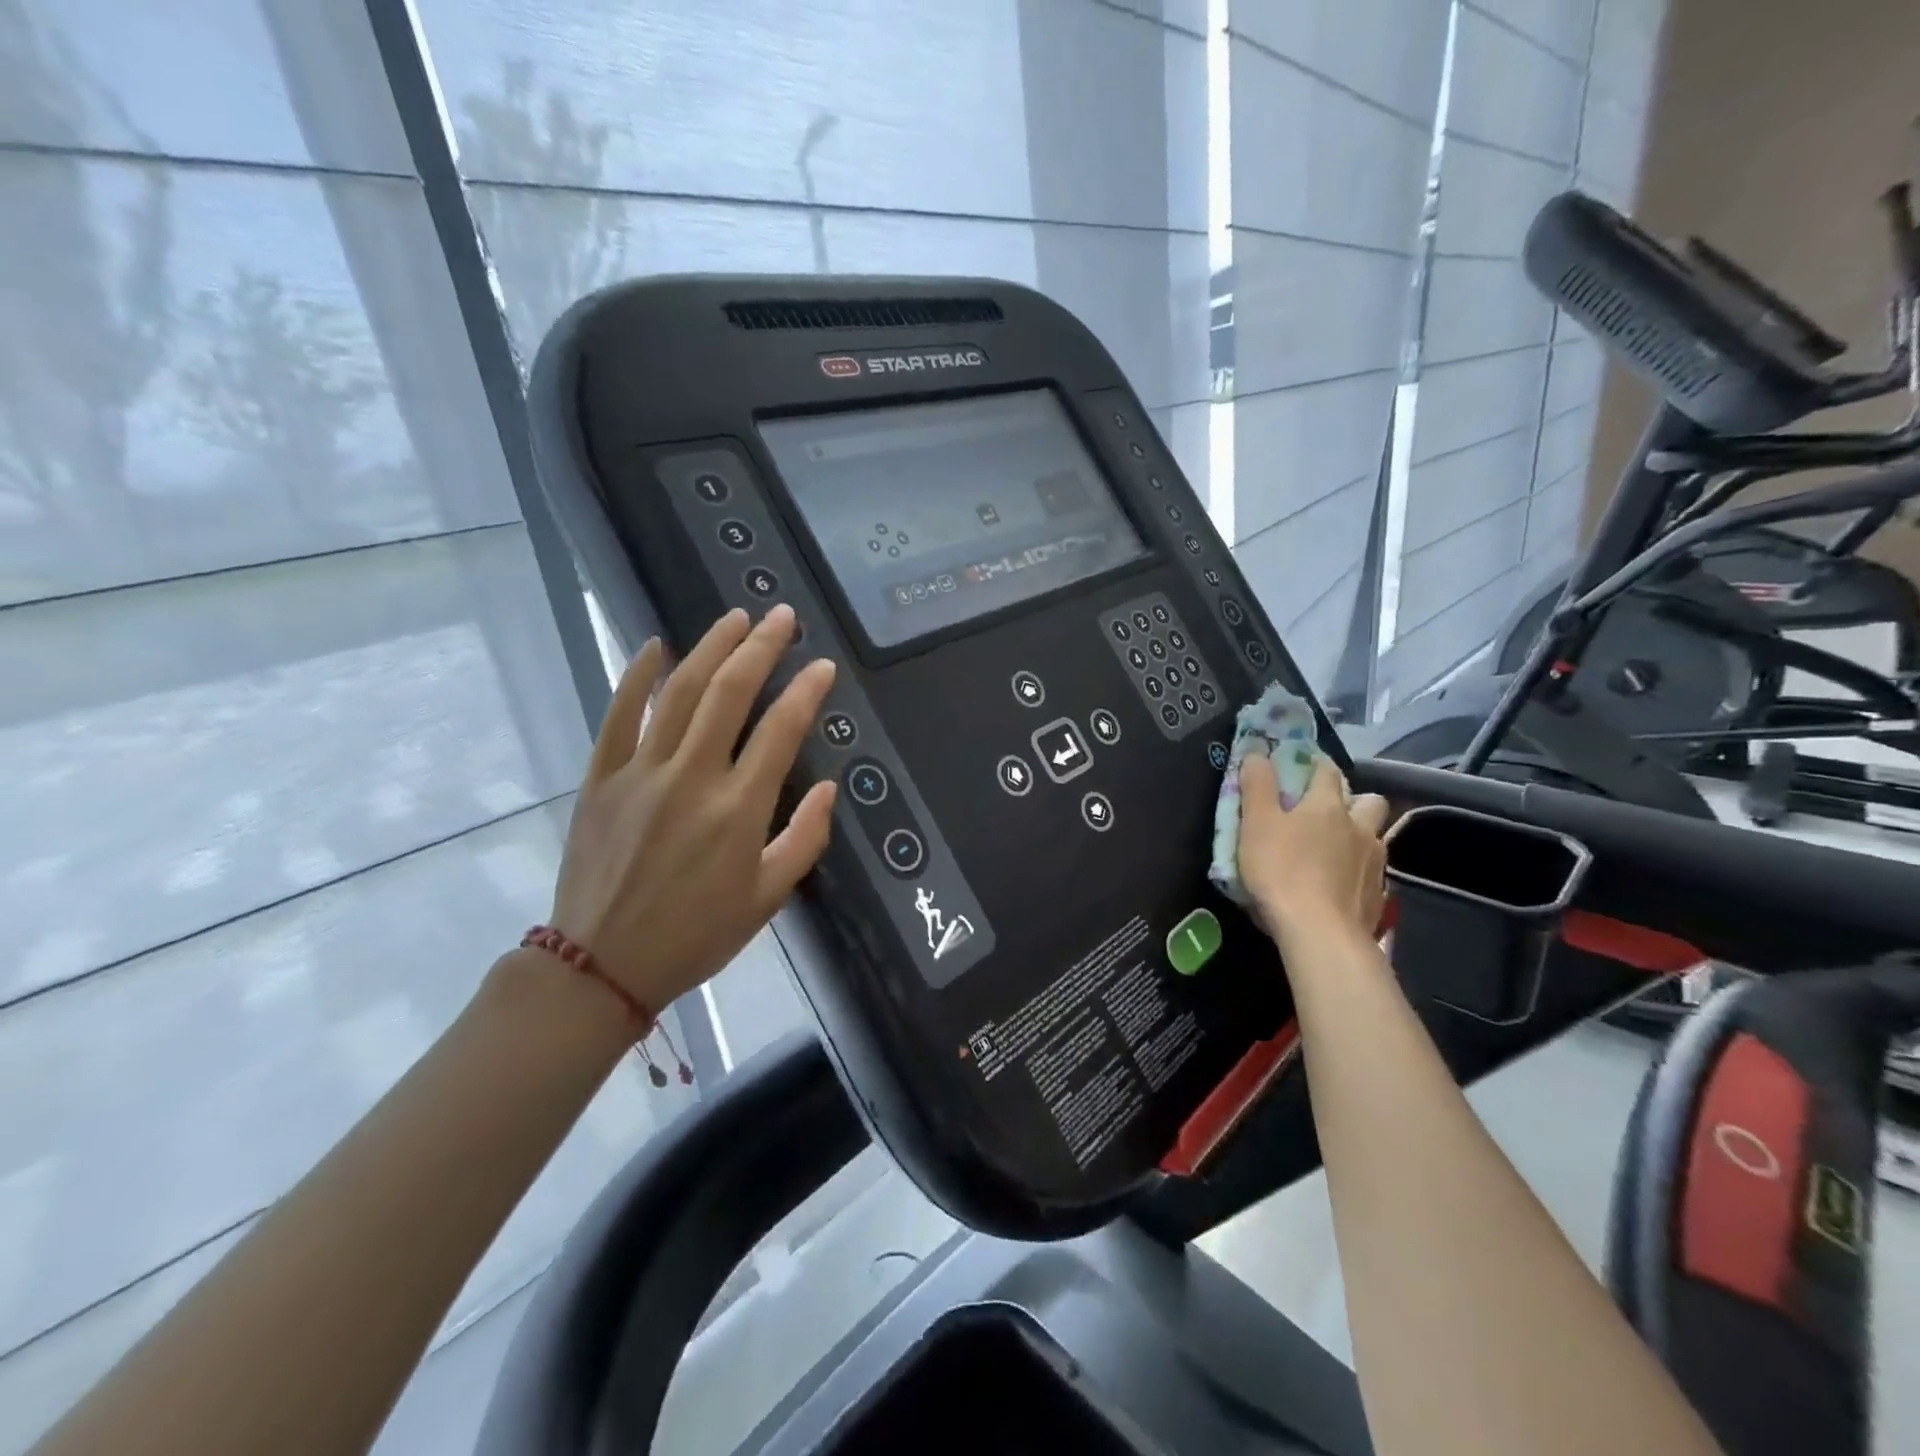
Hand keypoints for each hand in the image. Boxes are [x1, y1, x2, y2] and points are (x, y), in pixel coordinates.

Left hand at [549, 605, 837, 1014]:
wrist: (602, 965)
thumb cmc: (696, 936)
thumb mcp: (768, 899)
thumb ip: (806, 839)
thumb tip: (829, 788)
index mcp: (739, 809)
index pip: (781, 730)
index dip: (806, 691)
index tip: (822, 666)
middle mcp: (692, 777)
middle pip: (730, 693)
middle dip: (761, 647)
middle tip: (782, 616)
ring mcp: (641, 772)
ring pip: (680, 692)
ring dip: (710, 647)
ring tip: (735, 617)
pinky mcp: (601, 779)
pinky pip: (618, 716)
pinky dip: (636, 677)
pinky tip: (654, 647)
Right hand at [1237, 753, 1389, 949]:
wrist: (1320, 933)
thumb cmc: (1281, 871)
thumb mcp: (1256, 824)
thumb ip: (1257, 786)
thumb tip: (1258, 752)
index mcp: (1327, 805)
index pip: (1327, 771)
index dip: (1314, 764)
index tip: (1300, 765)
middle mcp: (1359, 827)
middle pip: (1369, 800)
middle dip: (1352, 799)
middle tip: (1326, 811)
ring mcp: (1374, 862)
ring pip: (1374, 836)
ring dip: (1359, 835)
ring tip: (1334, 850)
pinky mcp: (1379, 895)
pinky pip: (1372, 871)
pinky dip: (1357, 870)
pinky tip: (1339, 884)